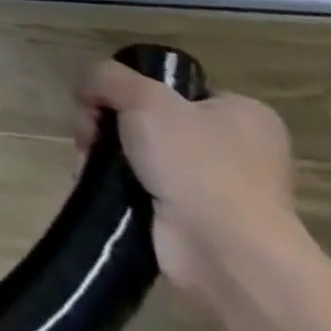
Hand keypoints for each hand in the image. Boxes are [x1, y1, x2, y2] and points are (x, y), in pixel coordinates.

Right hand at [77, 59, 304, 303]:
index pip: (172, 87)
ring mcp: (215, 186)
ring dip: (104, 153)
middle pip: (145, 117)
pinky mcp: (192, 216)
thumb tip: (87, 90)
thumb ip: (106, 76)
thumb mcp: (144, 97)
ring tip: (91, 163)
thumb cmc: (197, 164)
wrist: (225, 254)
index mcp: (243, 114)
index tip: (105, 102)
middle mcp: (235, 148)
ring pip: (136, 150)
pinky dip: (113, 181)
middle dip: (107, 123)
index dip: (130, 88)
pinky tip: (100, 183)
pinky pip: (137, 183)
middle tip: (92, 135)